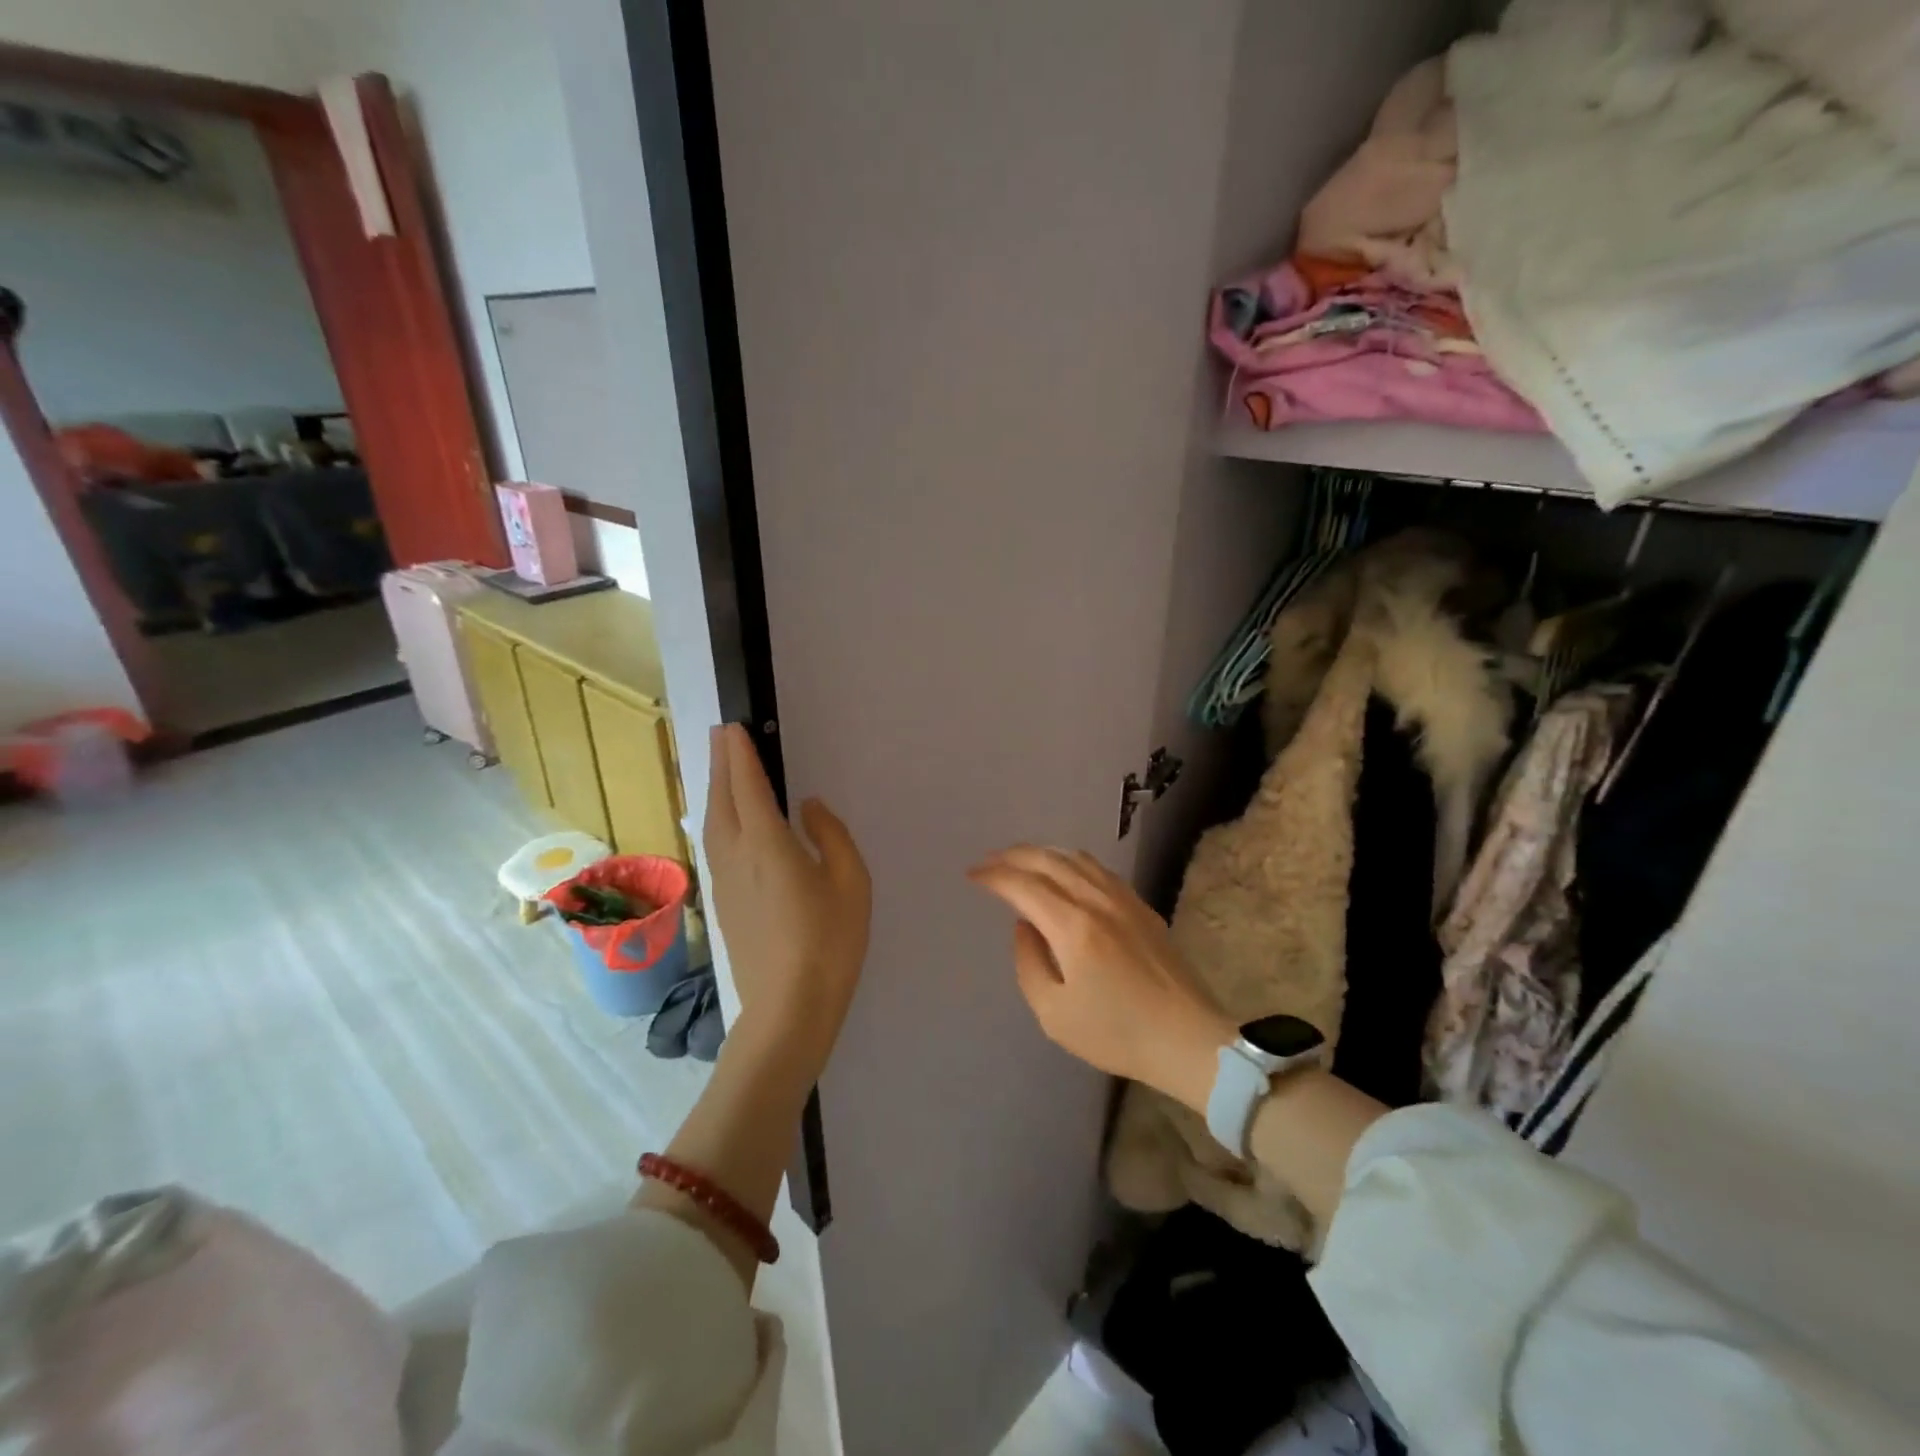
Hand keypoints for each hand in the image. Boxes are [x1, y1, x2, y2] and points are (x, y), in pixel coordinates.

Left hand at [703, 724, 871, 1070]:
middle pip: (721, 798)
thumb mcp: (851, 882)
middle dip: (720, 762)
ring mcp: (723, 879)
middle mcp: (736, 854)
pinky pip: (715, 842)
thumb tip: (809, 808)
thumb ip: (831, 835)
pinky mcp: (722, 900)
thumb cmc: (830, 941)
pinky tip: (725, 819)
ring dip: (715, 788)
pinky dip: (717, 816)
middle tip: (722, 734)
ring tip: (720, 767)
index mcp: (768, 844)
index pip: (748, 786)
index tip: (734, 728)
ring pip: (713, 821)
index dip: (740, 755)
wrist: (788, 1006)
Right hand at [968, 846, 1234, 1112]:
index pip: (1024, 886)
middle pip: (1049, 861)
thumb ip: (1029, 963)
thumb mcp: (1054, 1014)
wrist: (1188, 1040)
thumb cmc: (1117, 1034)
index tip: (972, 874)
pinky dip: (1071, 861)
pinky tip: (1064, 871)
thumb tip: (1024, 926)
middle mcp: (1098, 901)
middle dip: (1014, 856)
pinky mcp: (1142, 907)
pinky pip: (1098, 869)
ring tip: (1021, 860)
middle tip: (989, 860)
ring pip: (1076, 858)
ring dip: (1043, 853)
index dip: (994, 876)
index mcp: (1074, 927)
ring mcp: (1124, 899)